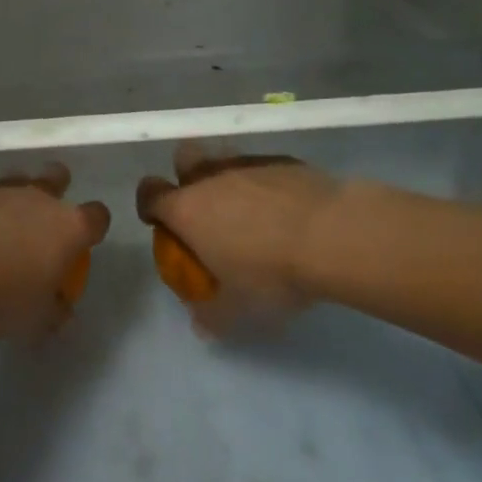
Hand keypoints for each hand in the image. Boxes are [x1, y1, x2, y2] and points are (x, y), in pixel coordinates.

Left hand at [0, 162, 110, 337]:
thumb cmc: (5, 294)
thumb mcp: (36, 319)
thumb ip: (54, 311)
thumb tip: (62, 310)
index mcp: (69, 227)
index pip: (97, 217)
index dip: (94, 226)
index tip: (85, 242)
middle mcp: (40, 199)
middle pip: (58, 177)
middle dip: (57, 189)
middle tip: (45, 217)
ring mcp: (2, 190)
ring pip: (18, 178)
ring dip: (16, 196)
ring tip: (4, 222)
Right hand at [135, 142, 343, 336]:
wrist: (331, 235)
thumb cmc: (271, 273)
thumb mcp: (239, 308)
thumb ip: (212, 316)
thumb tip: (199, 326)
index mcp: (187, 209)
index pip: (150, 193)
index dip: (149, 205)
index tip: (160, 222)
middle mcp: (210, 178)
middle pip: (183, 157)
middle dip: (187, 175)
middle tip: (205, 207)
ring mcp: (247, 163)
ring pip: (224, 155)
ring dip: (228, 176)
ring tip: (249, 207)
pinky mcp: (282, 160)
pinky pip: (263, 166)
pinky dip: (266, 182)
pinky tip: (286, 207)